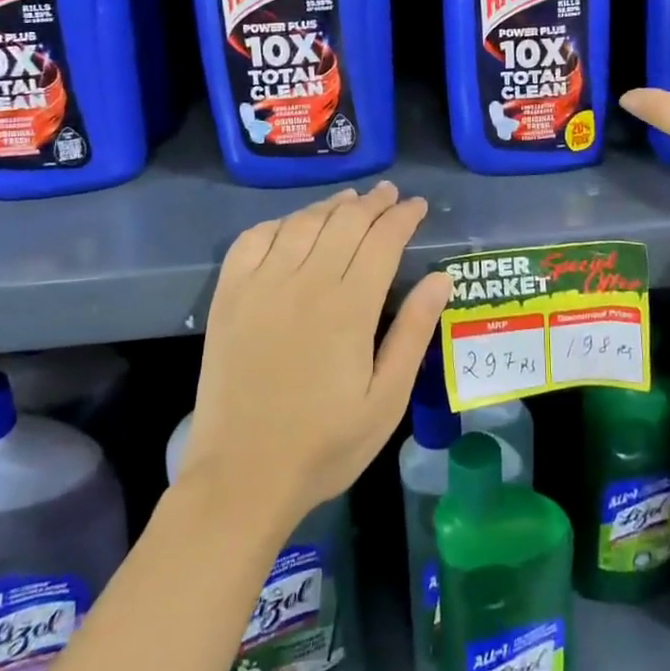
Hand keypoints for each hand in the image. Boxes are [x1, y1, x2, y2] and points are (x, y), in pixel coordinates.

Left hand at [181, 182, 452, 528]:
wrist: (241, 476)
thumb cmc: (324, 444)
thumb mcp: (386, 400)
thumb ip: (413, 333)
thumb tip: (440, 277)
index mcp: (350, 307)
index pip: (383, 240)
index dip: (403, 217)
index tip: (417, 206)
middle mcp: (306, 282)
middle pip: (345, 221)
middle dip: (373, 202)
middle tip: (390, 194)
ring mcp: (262, 284)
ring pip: (303, 223)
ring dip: (331, 205)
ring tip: (350, 199)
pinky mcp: (229, 295)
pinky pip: (253, 238)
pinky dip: (279, 222)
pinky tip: (293, 225)